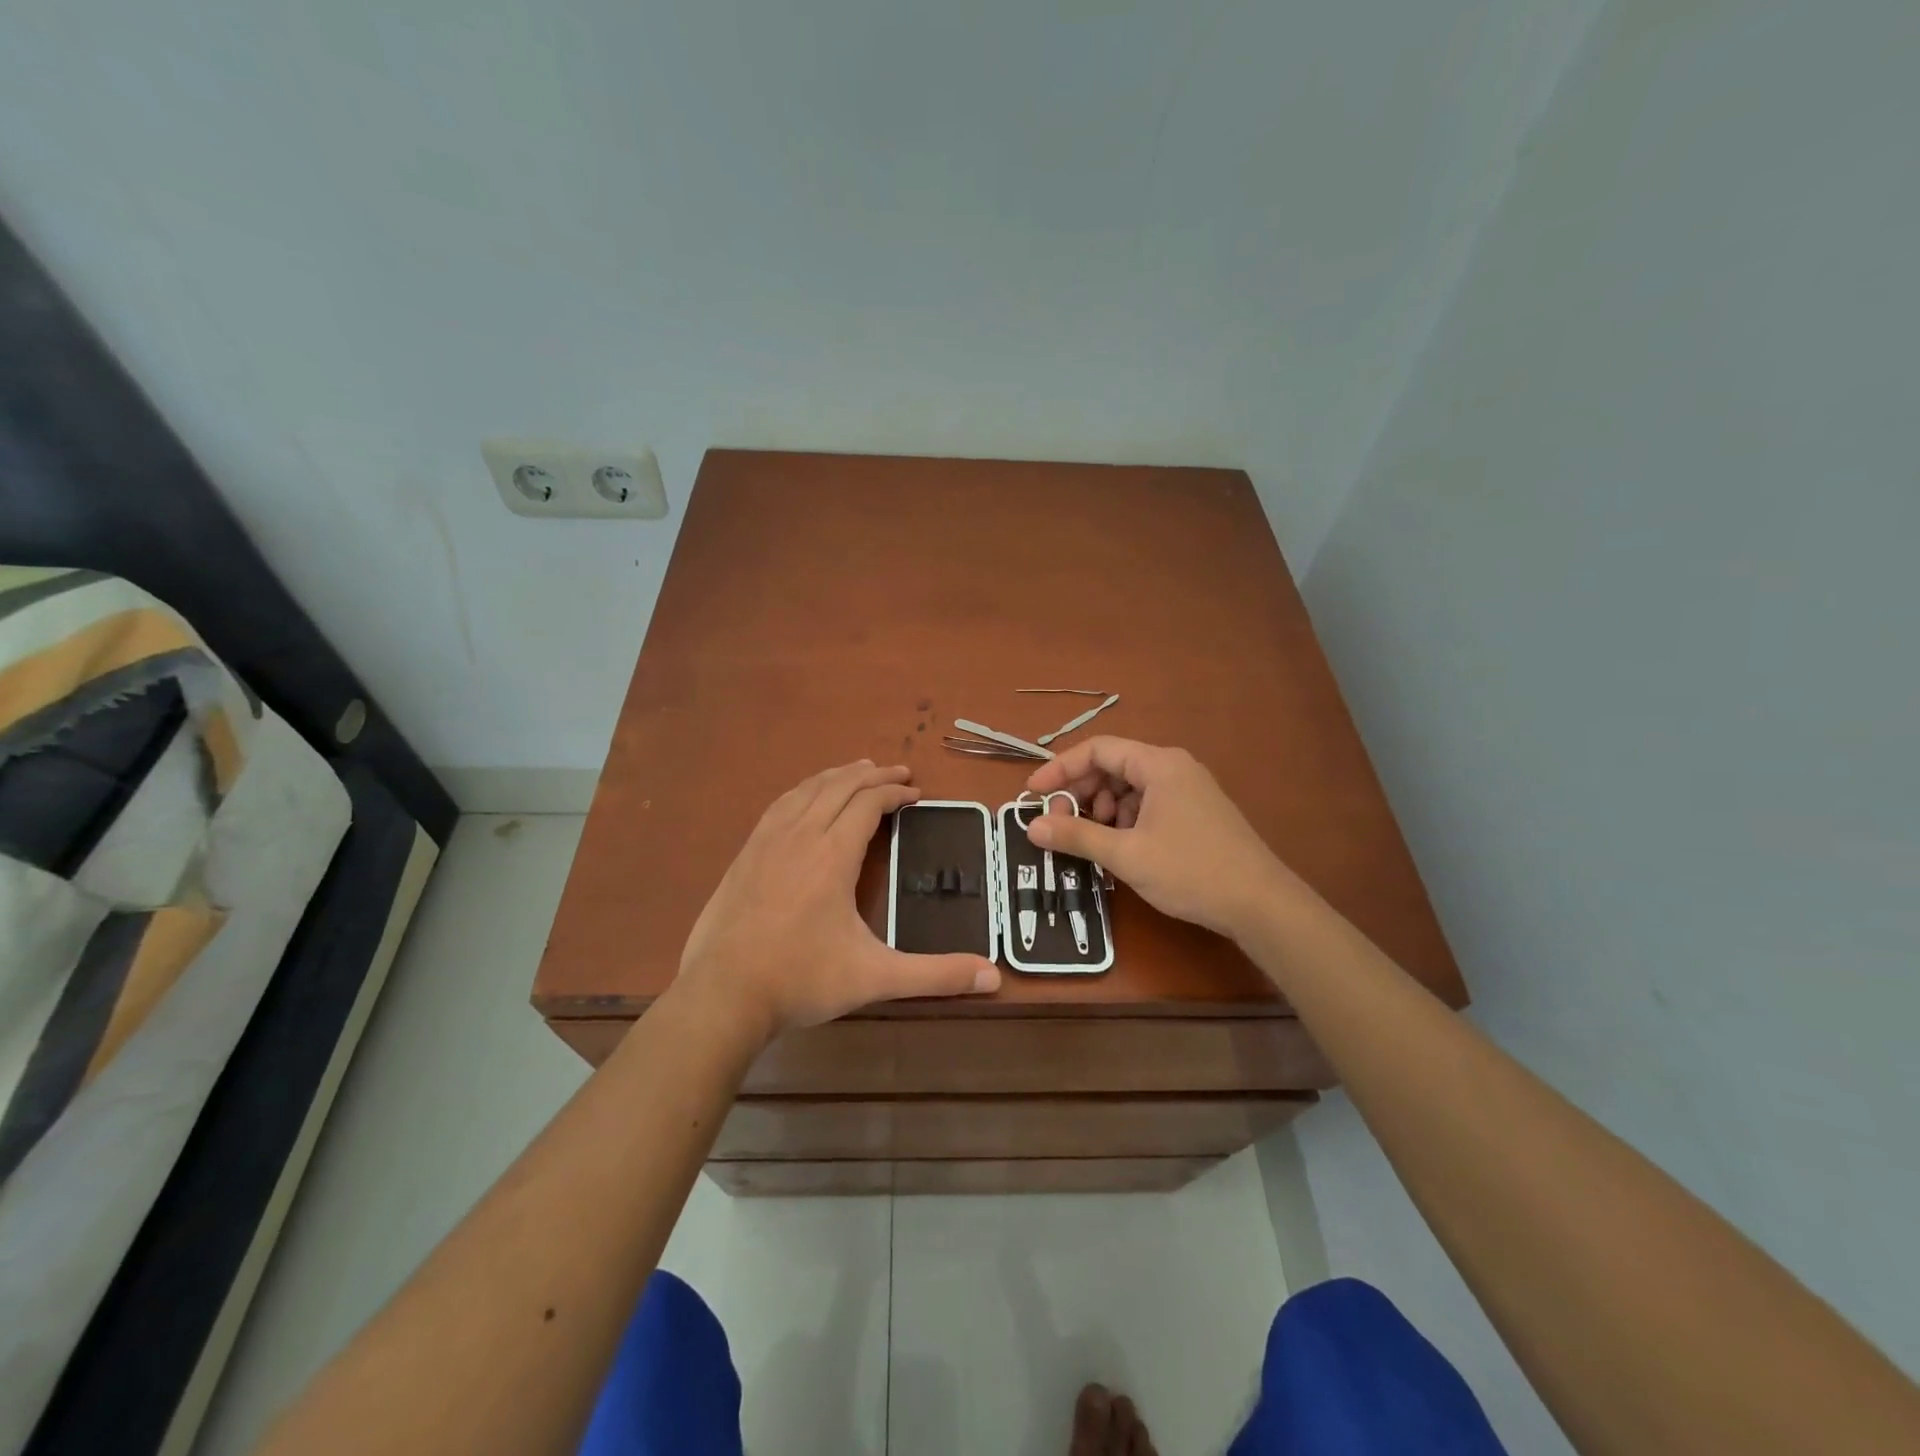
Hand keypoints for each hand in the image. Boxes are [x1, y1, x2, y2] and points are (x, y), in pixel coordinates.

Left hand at [676, 761, 999, 1044]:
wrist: (722, 994)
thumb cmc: (802, 980)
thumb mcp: (875, 977)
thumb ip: (935, 975)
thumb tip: (993, 977)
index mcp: (832, 854)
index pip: (868, 804)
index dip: (895, 793)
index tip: (916, 794)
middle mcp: (800, 836)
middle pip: (839, 787)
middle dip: (872, 775)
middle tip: (898, 773)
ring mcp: (767, 842)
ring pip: (807, 790)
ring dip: (837, 776)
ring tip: (857, 771)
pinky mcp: (745, 854)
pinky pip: (780, 805)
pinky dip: (803, 790)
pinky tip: (805, 798)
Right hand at [1025, 738, 1295, 939]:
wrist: (1260, 904)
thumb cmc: (1191, 871)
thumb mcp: (1126, 854)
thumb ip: (1076, 835)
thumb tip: (1031, 826)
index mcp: (1158, 765)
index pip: (1097, 750)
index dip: (1060, 768)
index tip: (1033, 794)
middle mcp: (1174, 767)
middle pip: (1113, 767)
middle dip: (1081, 792)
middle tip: (1061, 823)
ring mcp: (1188, 790)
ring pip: (1129, 787)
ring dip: (1103, 809)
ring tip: (1096, 839)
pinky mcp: (1195, 812)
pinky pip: (1148, 803)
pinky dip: (1126, 820)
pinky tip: (1123, 846)